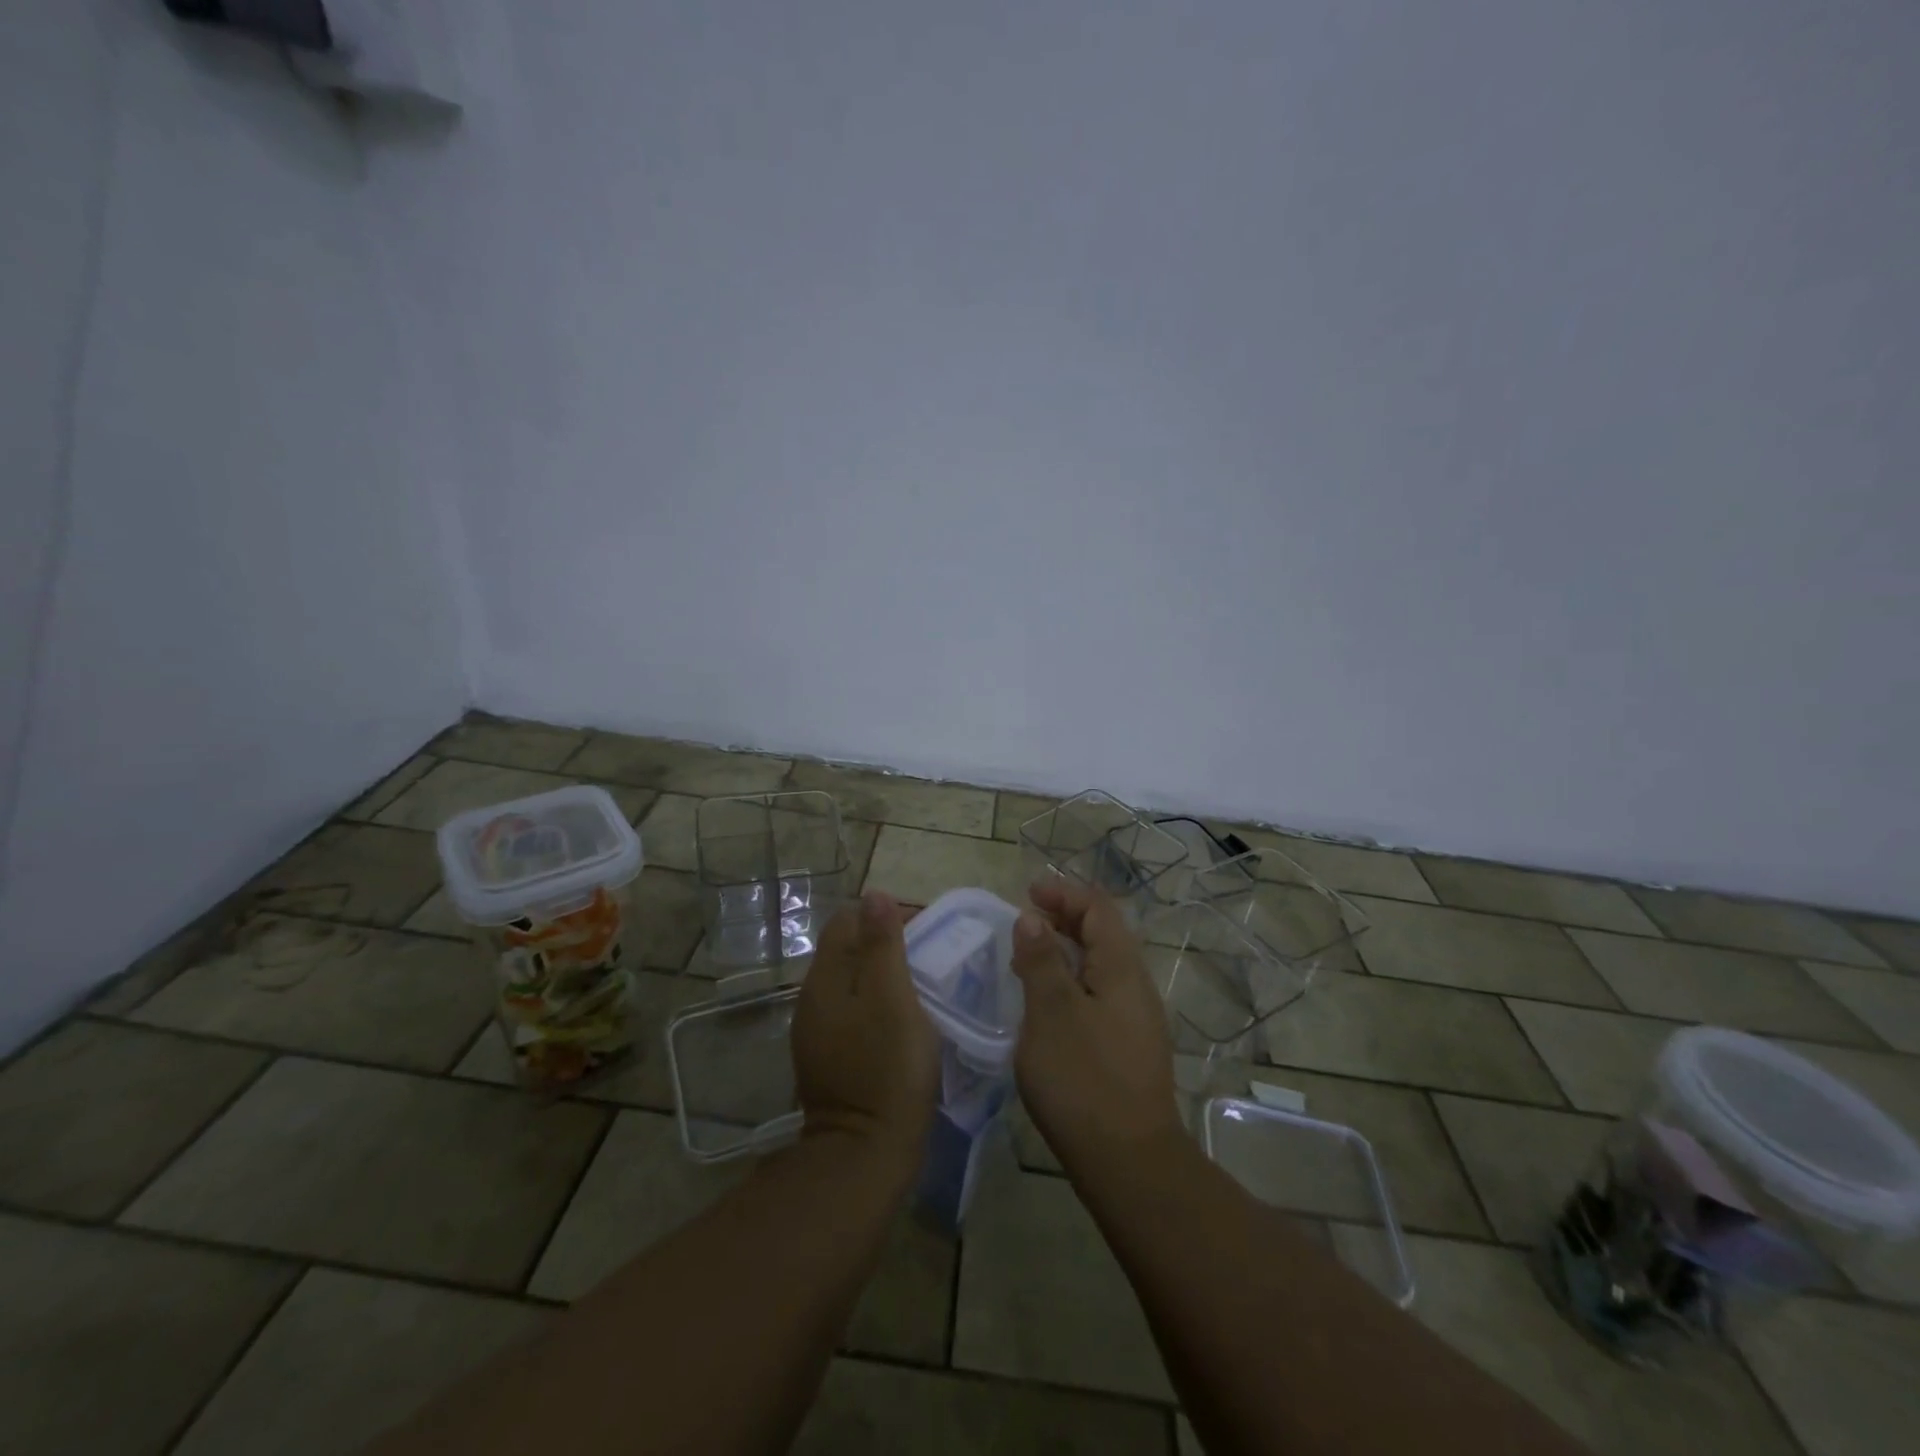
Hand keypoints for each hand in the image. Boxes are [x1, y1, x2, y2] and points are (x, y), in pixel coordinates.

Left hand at [792, 891, 940, 1169]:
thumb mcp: (893, 998)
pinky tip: (903, 1019)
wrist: (865, 1154)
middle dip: (885, 941)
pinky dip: (876, 1003)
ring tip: (922, 983)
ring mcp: (817, 1032)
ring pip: (850, 982)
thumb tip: (873, 894)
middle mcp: (812, 999)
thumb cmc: (887, 1068)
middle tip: (929, 955)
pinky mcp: (829, 1058)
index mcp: (825, 978)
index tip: (925, 928)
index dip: (885, 915)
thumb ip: (882, 944)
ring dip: (882, 973)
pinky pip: (852, 1012)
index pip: (847, 920)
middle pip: (846, 949)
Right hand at [1012, 878, 1184, 1181]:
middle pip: (1102, 935)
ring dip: (1065, 952)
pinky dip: (1071, 983)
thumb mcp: (1051, 1013)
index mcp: (1121, 969)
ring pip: (1099, 967)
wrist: (1129, 1164)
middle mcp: (1135, 987)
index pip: (1098, 909)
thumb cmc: (1084, 1080)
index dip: (1064, 894)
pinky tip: (1046, 1006)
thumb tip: (1032, 918)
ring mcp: (1135, 1020)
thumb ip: (1041, 961)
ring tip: (1027, 959)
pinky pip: (1098, 996)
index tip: (1028, 893)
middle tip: (1024, 921)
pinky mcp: (1127, 1049)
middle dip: (1064, 919)